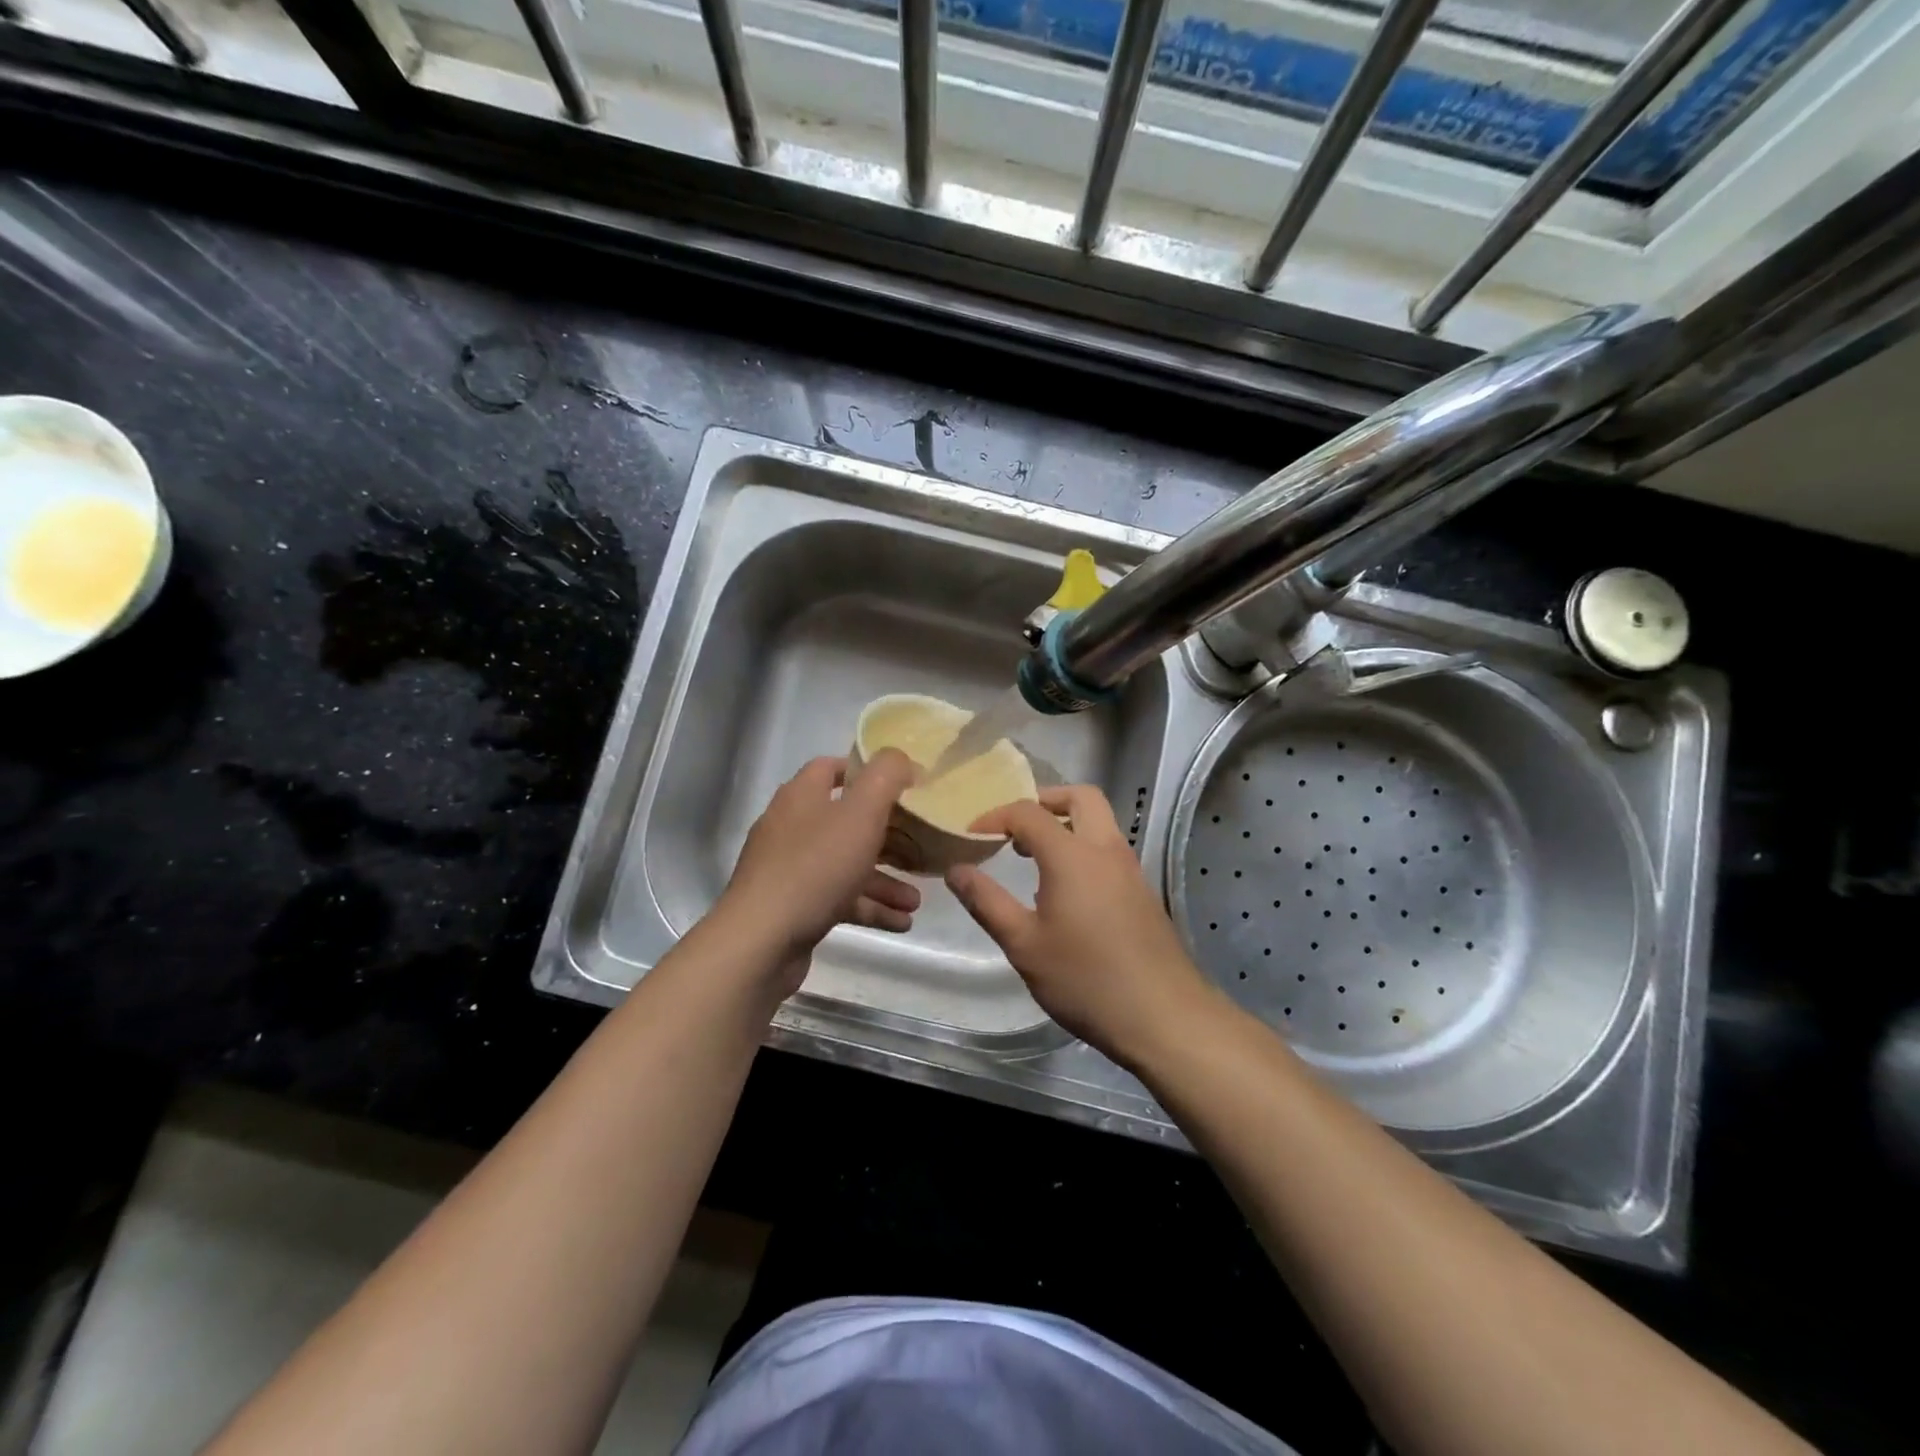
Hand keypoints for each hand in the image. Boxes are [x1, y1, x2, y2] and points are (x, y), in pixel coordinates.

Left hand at [718, 752, 921, 971]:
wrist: (762, 941)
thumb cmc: (816, 867)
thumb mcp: (861, 813)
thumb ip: (885, 777)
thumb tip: (900, 758)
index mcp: (802, 796)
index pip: (832, 768)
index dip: (867, 772)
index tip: (904, 786)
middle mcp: (792, 827)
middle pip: (845, 821)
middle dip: (887, 836)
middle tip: (920, 847)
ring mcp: (790, 869)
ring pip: (846, 864)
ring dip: (883, 880)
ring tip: (916, 901)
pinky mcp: (794, 906)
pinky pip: (839, 899)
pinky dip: (869, 907)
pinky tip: (900, 922)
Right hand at [946, 785, 1219, 1068]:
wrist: (1164, 1017)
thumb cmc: (1085, 979)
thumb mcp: (1023, 944)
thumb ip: (987, 901)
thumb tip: (956, 870)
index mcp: (1073, 855)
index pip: (1029, 812)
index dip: (995, 816)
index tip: (971, 836)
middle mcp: (1106, 849)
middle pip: (1080, 797)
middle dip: (1044, 800)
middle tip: (1014, 826)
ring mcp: (1130, 869)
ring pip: (1100, 821)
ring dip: (1066, 823)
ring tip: (1032, 857)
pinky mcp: (1142, 891)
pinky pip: (1109, 849)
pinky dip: (1083, 847)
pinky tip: (1064, 890)